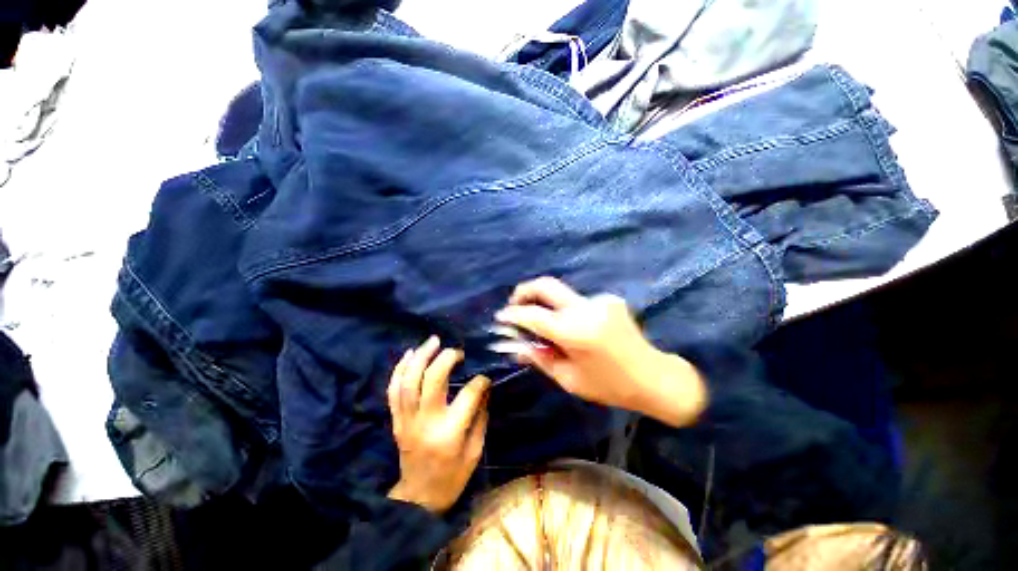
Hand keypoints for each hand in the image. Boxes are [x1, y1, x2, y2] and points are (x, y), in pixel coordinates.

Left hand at [387, 336, 490, 513]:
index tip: (485, 378)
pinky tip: (410, 354)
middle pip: (433, 379)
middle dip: (446, 358)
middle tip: (458, 351)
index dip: (480, 381)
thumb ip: (480, 416)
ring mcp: (406, 420)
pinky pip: (393, 390)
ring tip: (433, 340)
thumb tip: (485, 388)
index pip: (468, 395)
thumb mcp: (475, 451)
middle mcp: (426, 421)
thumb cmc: (452, 477)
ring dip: (421, 356)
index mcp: (450, 433)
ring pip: (409, 380)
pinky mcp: (396, 420)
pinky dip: (400, 369)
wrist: (418, 498)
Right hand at [495, 277, 706, 426]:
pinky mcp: (609, 299)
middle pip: (546, 285)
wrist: (654, 377)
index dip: (513, 314)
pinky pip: (578, 302)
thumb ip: (539, 358)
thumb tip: (515, 346)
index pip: (533, 315)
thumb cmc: (609, 386)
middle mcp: (586, 308)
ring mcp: (600, 300)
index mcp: (575, 332)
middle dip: (524, 291)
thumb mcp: (569, 379)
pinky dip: (567, 312)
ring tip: (546, 327)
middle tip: (514, 305)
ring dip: (547, 306)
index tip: (500, 317)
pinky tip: (574, 330)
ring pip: (561, 295)